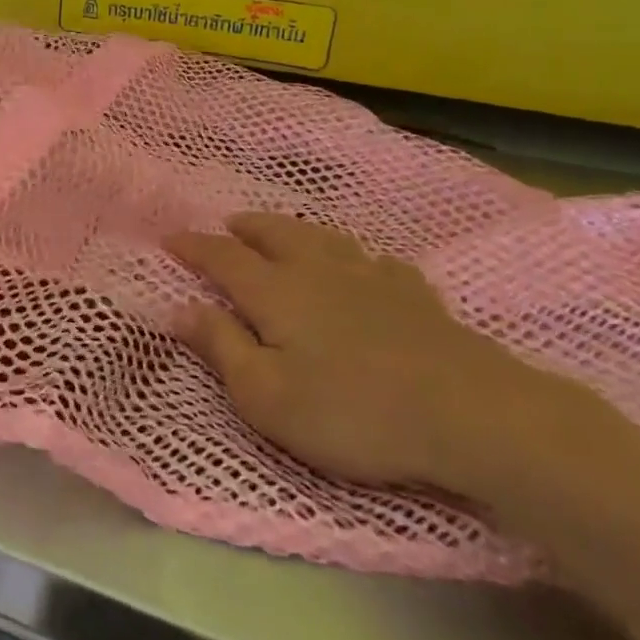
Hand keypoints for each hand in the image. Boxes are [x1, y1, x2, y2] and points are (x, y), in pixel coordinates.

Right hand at [166, 215, 578, 496]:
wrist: (470, 415)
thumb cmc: (353, 412)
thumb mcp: (266, 396)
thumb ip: (220, 346)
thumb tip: (177, 307)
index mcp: (275, 292)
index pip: (223, 258)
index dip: (193, 247)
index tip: (169, 238)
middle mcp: (317, 271)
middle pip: (274, 234)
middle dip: (244, 227)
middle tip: (227, 224)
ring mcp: (371, 278)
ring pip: (323, 238)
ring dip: (293, 230)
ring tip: (281, 231)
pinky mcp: (415, 296)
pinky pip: (377, 262)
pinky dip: (358, 258)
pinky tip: (365, 266)